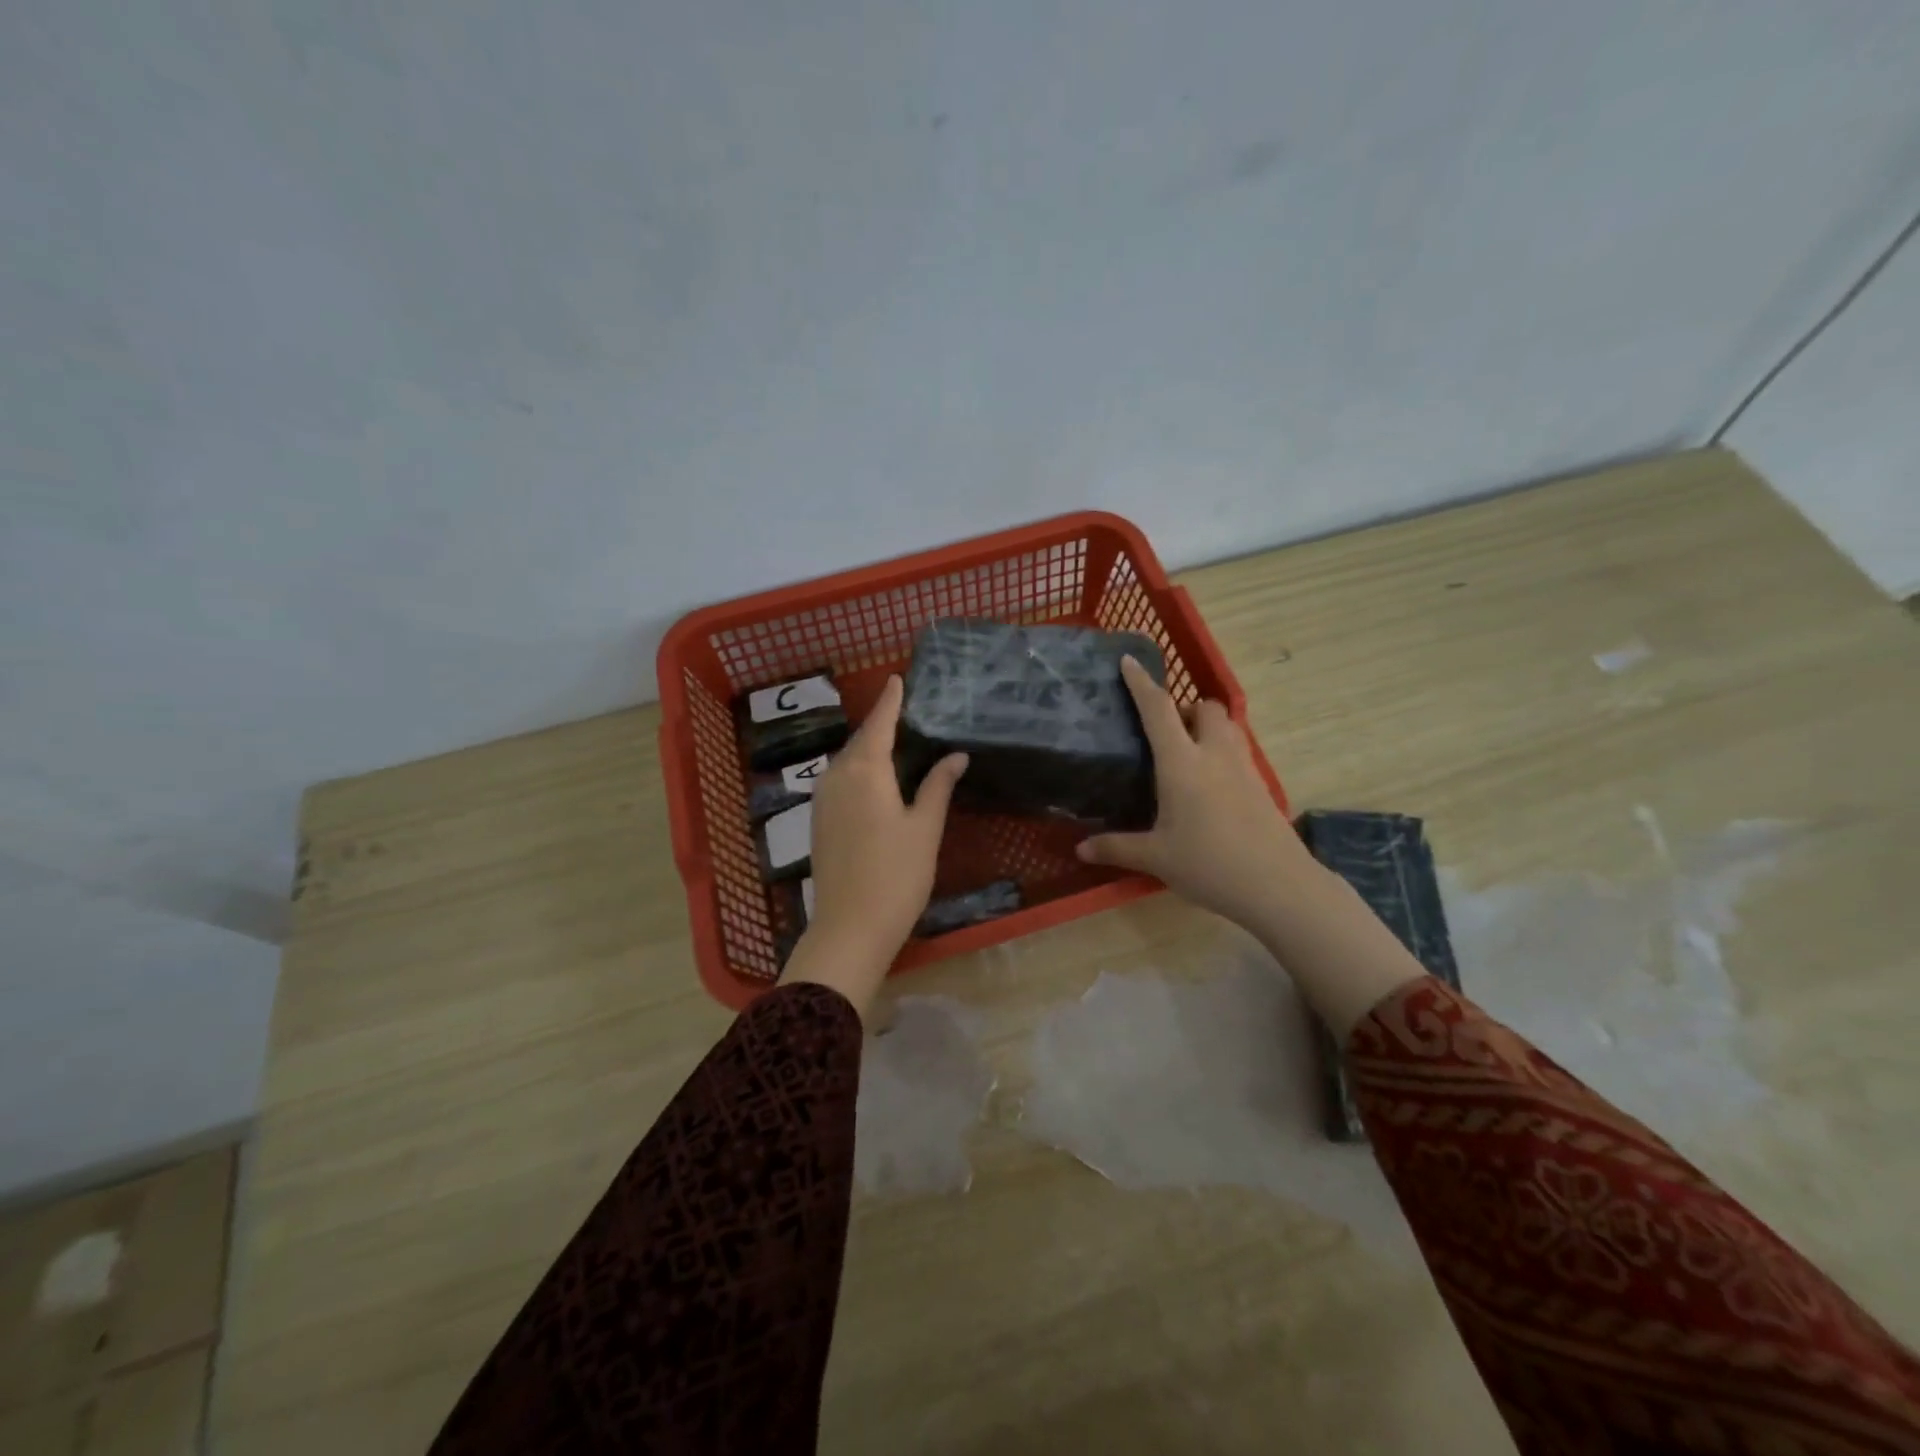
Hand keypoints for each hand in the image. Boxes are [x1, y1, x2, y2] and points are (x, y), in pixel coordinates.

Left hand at [781, 674, 966, 1022]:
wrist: (849, 927)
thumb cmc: (896, 874)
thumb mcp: (924, 828)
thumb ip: (938, 786)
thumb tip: (955, 755)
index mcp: (865, 771)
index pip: (880, 723)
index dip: (890, 700)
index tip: (896, 678)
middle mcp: (837, 776)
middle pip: (861, 740)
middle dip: (881, 723)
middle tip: (905, 709)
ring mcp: (822, 799)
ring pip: (848, 761)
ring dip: (869, 747)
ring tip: (895, 740)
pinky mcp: (818, 820)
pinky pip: (840, 780)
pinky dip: (859, 769)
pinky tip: (875, 778)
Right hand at [1076, 657, 1318, 935]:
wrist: (1278, 886)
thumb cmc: (1209, 864)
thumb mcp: (1156, 858)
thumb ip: (1116, 848)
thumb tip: (1079, 849)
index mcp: (1182, 763)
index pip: (1158, 710)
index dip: (1141, 683)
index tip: (1129, 661)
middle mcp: (1214, 755)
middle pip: (1206, 708)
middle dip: (1186, 707)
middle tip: (1166, 730)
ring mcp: (1243, 769)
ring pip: (1228, 727)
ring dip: (1207, 726)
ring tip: (1186, 753)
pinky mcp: (1260, 787)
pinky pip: (1238, 752)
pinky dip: (1221, 752)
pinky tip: (1208, 785)